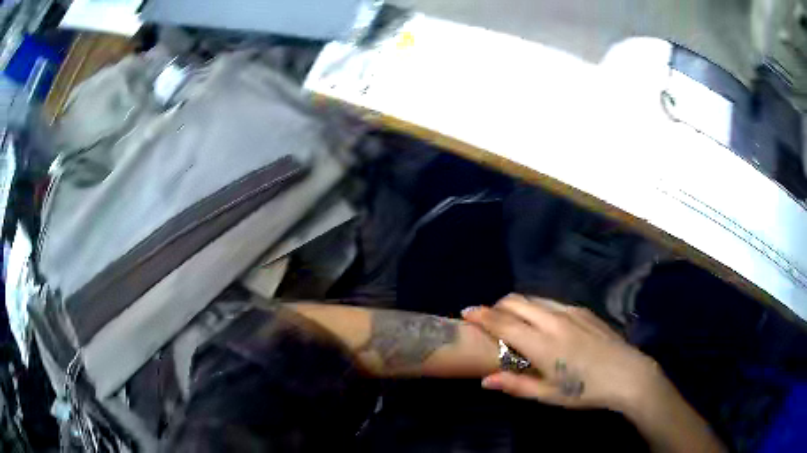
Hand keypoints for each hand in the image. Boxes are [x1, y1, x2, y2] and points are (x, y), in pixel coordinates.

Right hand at [462, 294, 660, 412]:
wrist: (628, 374)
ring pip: (535, 299)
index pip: (503, 322)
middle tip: (489, 320)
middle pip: (517, 301)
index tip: (465, 312)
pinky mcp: (584, 310)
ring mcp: (571, 312)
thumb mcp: (549, 395)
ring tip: (514, 322)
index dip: (481, 315)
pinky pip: (553, 303)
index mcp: (542, 344)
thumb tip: (485, 380)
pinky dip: (537, 308)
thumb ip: (516, 385)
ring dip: (518, 306)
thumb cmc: (586, 391)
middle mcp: (554, 320)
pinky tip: (543, 325)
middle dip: (497, 306)